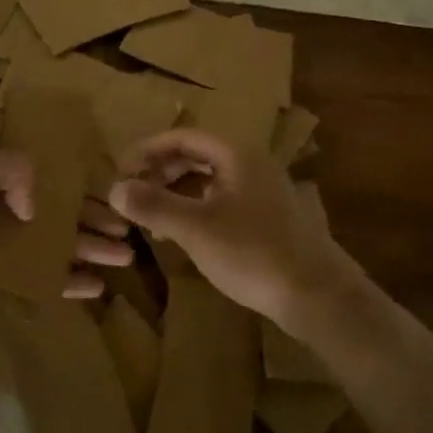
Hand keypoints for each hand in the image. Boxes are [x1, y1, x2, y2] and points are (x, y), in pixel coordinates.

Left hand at [0, 144, 133, 316]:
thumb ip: (18, 174)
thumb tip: (33, 211)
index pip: (46, 171)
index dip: (79, 181)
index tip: (114, 191)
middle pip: (53, 210)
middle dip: (91, 219)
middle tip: (129, 231)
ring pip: (47, 246)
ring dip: (85, 250)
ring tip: (125, 257)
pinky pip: (30, 279)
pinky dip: (61, 282)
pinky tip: (94, 288)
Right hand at [108, 128, 348, 322]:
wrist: (318, 296)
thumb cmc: (253, 253)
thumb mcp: (195, 229)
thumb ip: (153, 205)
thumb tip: (113, 188)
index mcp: (235, 154)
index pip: (181, 136)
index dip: (147, 150)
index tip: (121, 170)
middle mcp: (251, 163)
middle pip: (196, 154)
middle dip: (160, 170)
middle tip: (133, 192)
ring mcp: (263, 190)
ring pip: (209, 178)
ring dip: (176, 190)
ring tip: (151, 214)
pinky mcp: (268, 217)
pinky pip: (222, 199)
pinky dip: (196, 207)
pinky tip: (182, 233)